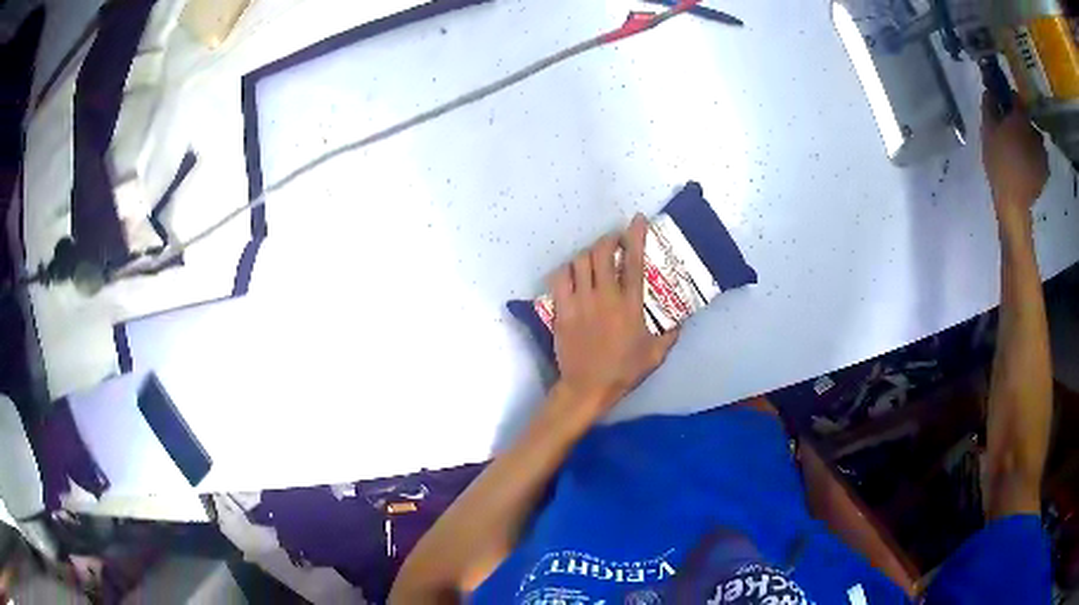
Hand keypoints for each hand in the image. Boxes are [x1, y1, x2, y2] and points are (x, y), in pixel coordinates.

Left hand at [549, 214, 678, 416]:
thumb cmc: (623, 372)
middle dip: (608, 240)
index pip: (633, 261)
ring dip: (588, 254)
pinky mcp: (562, 310)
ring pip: (580, 261)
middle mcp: (604, 297)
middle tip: (613, 243)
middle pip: (601, 252)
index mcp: (630, 305)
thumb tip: (680, 322)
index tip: (637, 220)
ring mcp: (580, 302)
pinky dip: (567, 270)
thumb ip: (670, 335)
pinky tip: (573, 275)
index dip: (635, 236)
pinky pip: (560, 278)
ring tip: (594, 259)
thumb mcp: (656, 355)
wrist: (587, 388)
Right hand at [981, 92, 1047, 221]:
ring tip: (1019, 149)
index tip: (1004, 101)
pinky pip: (1039, 154)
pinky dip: (1033, 154)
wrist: (1014, 204)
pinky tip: (1026, 162)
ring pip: (1034, 137)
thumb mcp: (987, 130)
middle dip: (1021, 121)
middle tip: (1011, 130)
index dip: (1010, 97)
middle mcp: (1035, 131)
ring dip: (1028, 138)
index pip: (1017, 97)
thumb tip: (990, 90)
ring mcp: (1043, 153)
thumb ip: (989, 106)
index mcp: (1021, 118)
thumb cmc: (999, 164)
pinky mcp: (1045, 169)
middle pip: (1027, 119)